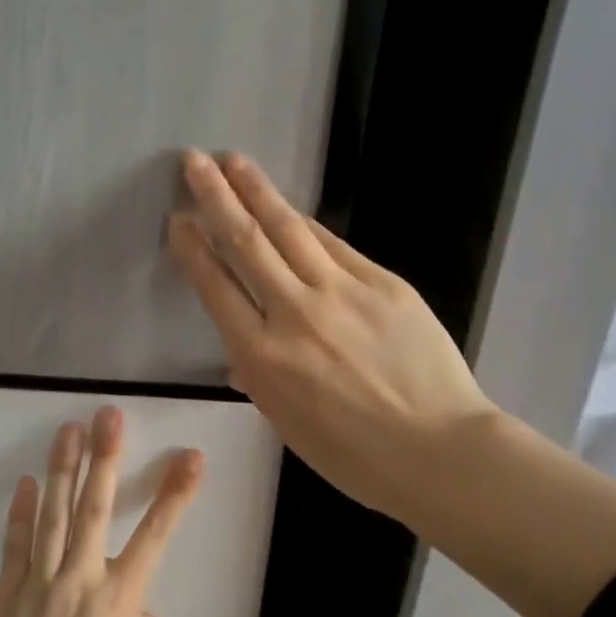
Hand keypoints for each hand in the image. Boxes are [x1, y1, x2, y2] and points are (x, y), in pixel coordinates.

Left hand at [0, 407, 203, 616]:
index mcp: (119, 601)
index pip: (155, 536)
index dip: (175, 494)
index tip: (190, 457)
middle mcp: (81, 580)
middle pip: (94, 508)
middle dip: (105, 458)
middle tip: (108, 416)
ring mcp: (41, 583)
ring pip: (53, 515)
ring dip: (62, 469)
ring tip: (67, 430)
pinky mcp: (9, 594)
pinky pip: (16, 545)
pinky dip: (22, 512)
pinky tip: (27, 482)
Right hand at [167, 148, 495, 533]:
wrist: (438, 450)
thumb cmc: (354, 454)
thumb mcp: (287, 423)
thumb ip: (258, 378)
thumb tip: (243, 355)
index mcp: (263, 359)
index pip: (216, 288)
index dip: (193, 249)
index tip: (178, 221)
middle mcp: (295, 314)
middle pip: (247, 243)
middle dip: (215, 197)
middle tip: (193, 162)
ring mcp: (342, 292)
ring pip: (290, 229)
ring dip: (257, 191)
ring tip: (233, 162)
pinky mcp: (383, 283)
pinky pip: (334, 246)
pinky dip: (306, 223)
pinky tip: (289, 207)